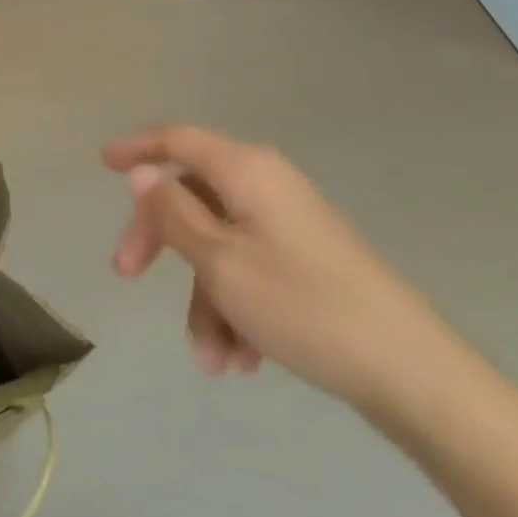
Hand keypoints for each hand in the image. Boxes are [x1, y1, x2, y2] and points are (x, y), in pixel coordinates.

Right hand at [104, 125, 458, 413]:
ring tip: (211, 359)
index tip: (103, 163)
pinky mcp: (307, 261)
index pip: (178, 140)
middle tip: (126, 274)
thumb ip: (174, 212)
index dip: (137, 148)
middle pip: (191, 196)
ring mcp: (289, 225)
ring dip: (203, 297)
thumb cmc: (304, 306)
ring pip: (218, 245)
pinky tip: (243, 359)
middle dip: (159, 239)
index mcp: (246, 171)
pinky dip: (235, 307)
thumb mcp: (220, 261)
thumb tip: (144, 172)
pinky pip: (250, 270)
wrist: (414, 376)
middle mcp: (267, 186)